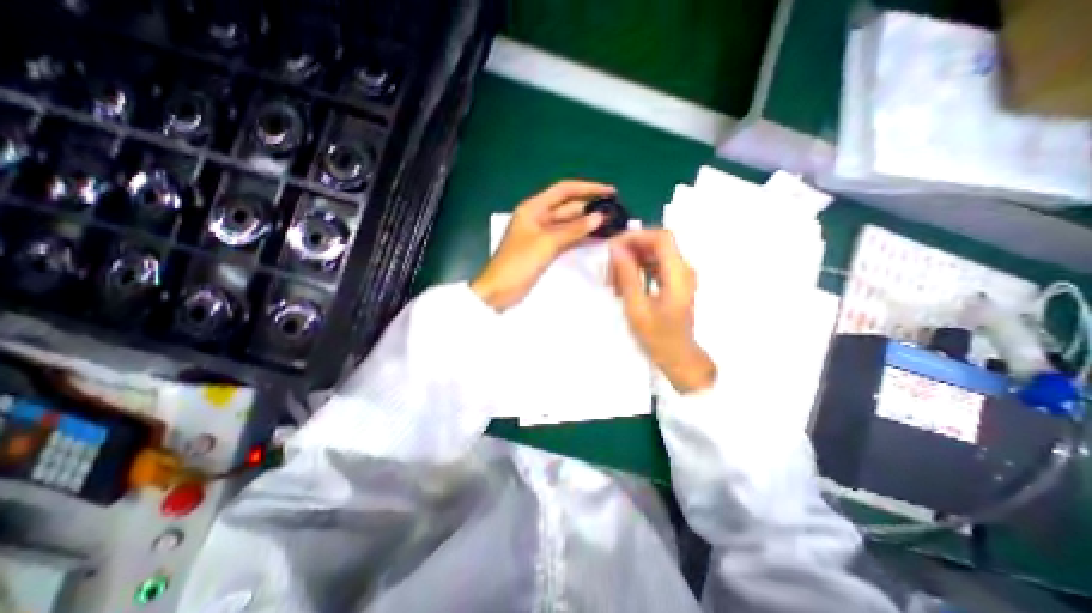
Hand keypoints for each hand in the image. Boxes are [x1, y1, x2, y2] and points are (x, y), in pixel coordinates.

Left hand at [475, 179, 617, 308]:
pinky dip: (580, 238)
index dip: (588, 188)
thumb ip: (573, 230)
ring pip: (569, 224)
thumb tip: (599, 217)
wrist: (499, 291)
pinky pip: (566, 239)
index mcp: (534, 208)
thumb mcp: (546, 243)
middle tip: (616, 212)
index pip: (564, 190)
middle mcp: (539, 217)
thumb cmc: (518, 263)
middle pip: (568, 207)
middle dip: (590, 208)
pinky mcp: (545, 250)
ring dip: (587, 224)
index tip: (610, 191)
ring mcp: (542, 235)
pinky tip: (597, 239)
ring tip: (612, 225)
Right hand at [607, 228, 717, 392]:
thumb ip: (627, 275)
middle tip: (609, 266)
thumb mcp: (637, 307)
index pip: (660, 237)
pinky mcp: (674, 283)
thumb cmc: (658, 337)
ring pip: (654, 254)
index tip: (613, 247)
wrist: (679, 358)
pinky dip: (638, 270)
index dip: (636, 236)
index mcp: (678, 273)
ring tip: (613, 279)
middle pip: (656, 244)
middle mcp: (683, 269)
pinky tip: (623, 284)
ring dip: (632, 260)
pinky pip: (655, 266)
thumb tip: (616, 249)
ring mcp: (680, 276)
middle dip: (630, 249)